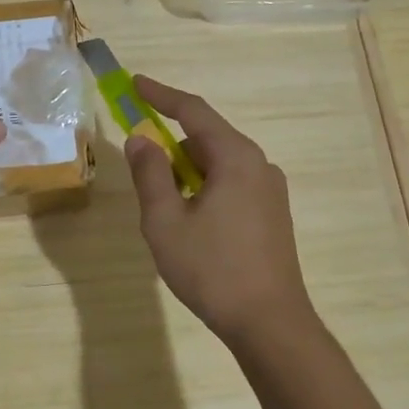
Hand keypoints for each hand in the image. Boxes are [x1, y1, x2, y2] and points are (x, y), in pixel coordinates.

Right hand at [123, 76, 314, 347]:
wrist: (270, 323)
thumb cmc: (212, 269)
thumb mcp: (165, 221)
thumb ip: (150, 174)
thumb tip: (141, 139)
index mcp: (235, 158)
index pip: (193, 111)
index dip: (161, 95)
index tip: (135, 84)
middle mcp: (259, 165)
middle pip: (208, 138)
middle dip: (172, 144)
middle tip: (142, 164)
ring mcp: (271, 191)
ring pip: (220, 164)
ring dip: (188, 171)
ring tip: (165, 206)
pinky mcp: (273, 214)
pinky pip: (233, 184)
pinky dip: (206, 188)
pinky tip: (192, 222)